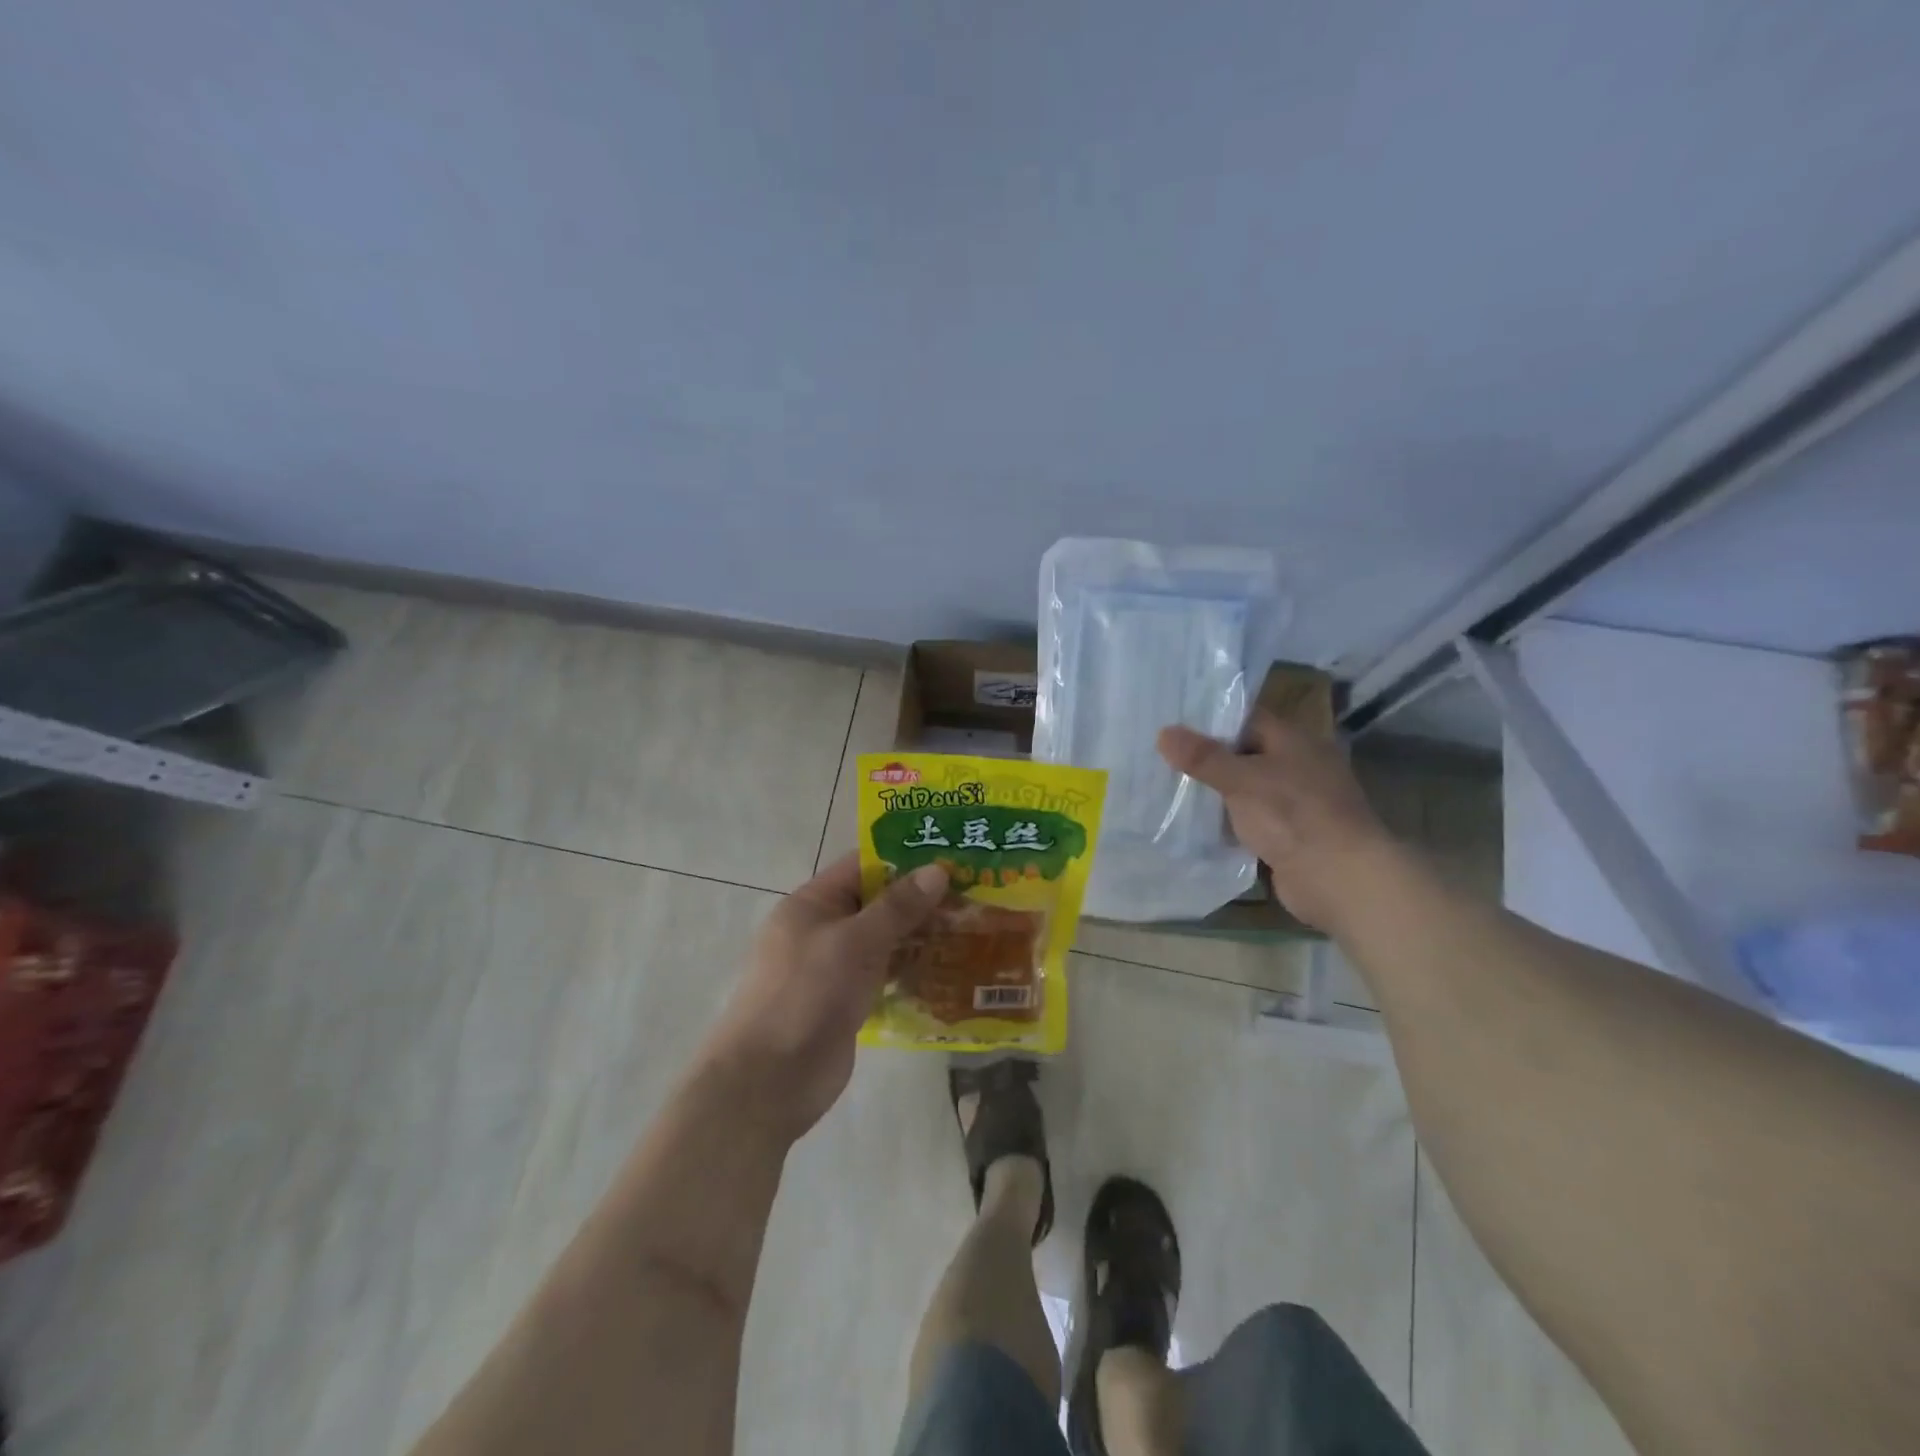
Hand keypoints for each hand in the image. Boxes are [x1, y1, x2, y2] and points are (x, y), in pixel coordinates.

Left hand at [699, 854, 947, 1141]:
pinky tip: (949, 968)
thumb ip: (898, 906)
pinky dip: (911, 970)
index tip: (950, 856)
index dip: (904, 858)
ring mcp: (834, 968)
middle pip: (876, 903)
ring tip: (973, 926)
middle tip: (974, 893)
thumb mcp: (855, 942)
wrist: (769, 1081)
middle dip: (920, 899)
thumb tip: (938, 870)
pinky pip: (884, 975)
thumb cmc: (807, 994)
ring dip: (920, 935)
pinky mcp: (847, 1002)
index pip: (862, 866)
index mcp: (813, 903)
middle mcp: (822, 929)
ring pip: (884, 941)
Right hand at [1157, 711, 1394, 931]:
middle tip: (1160, 756)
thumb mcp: (1242, 780)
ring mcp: (1295, 803)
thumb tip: (1164, 733)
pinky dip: (1227, 822)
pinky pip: (1250, 820)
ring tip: (1169, 788)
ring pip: (1245, 789)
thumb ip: (1203, 757)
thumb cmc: (1293, 815)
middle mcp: (1298, 766)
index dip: (1210, 721)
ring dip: (1216, 793)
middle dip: (1207, 759)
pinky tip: (1195, 824)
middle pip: (1244, 754)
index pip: (1246, 719)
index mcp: (1294, 741)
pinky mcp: (1288, 835)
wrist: (1339, 879)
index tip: (1171, 724)